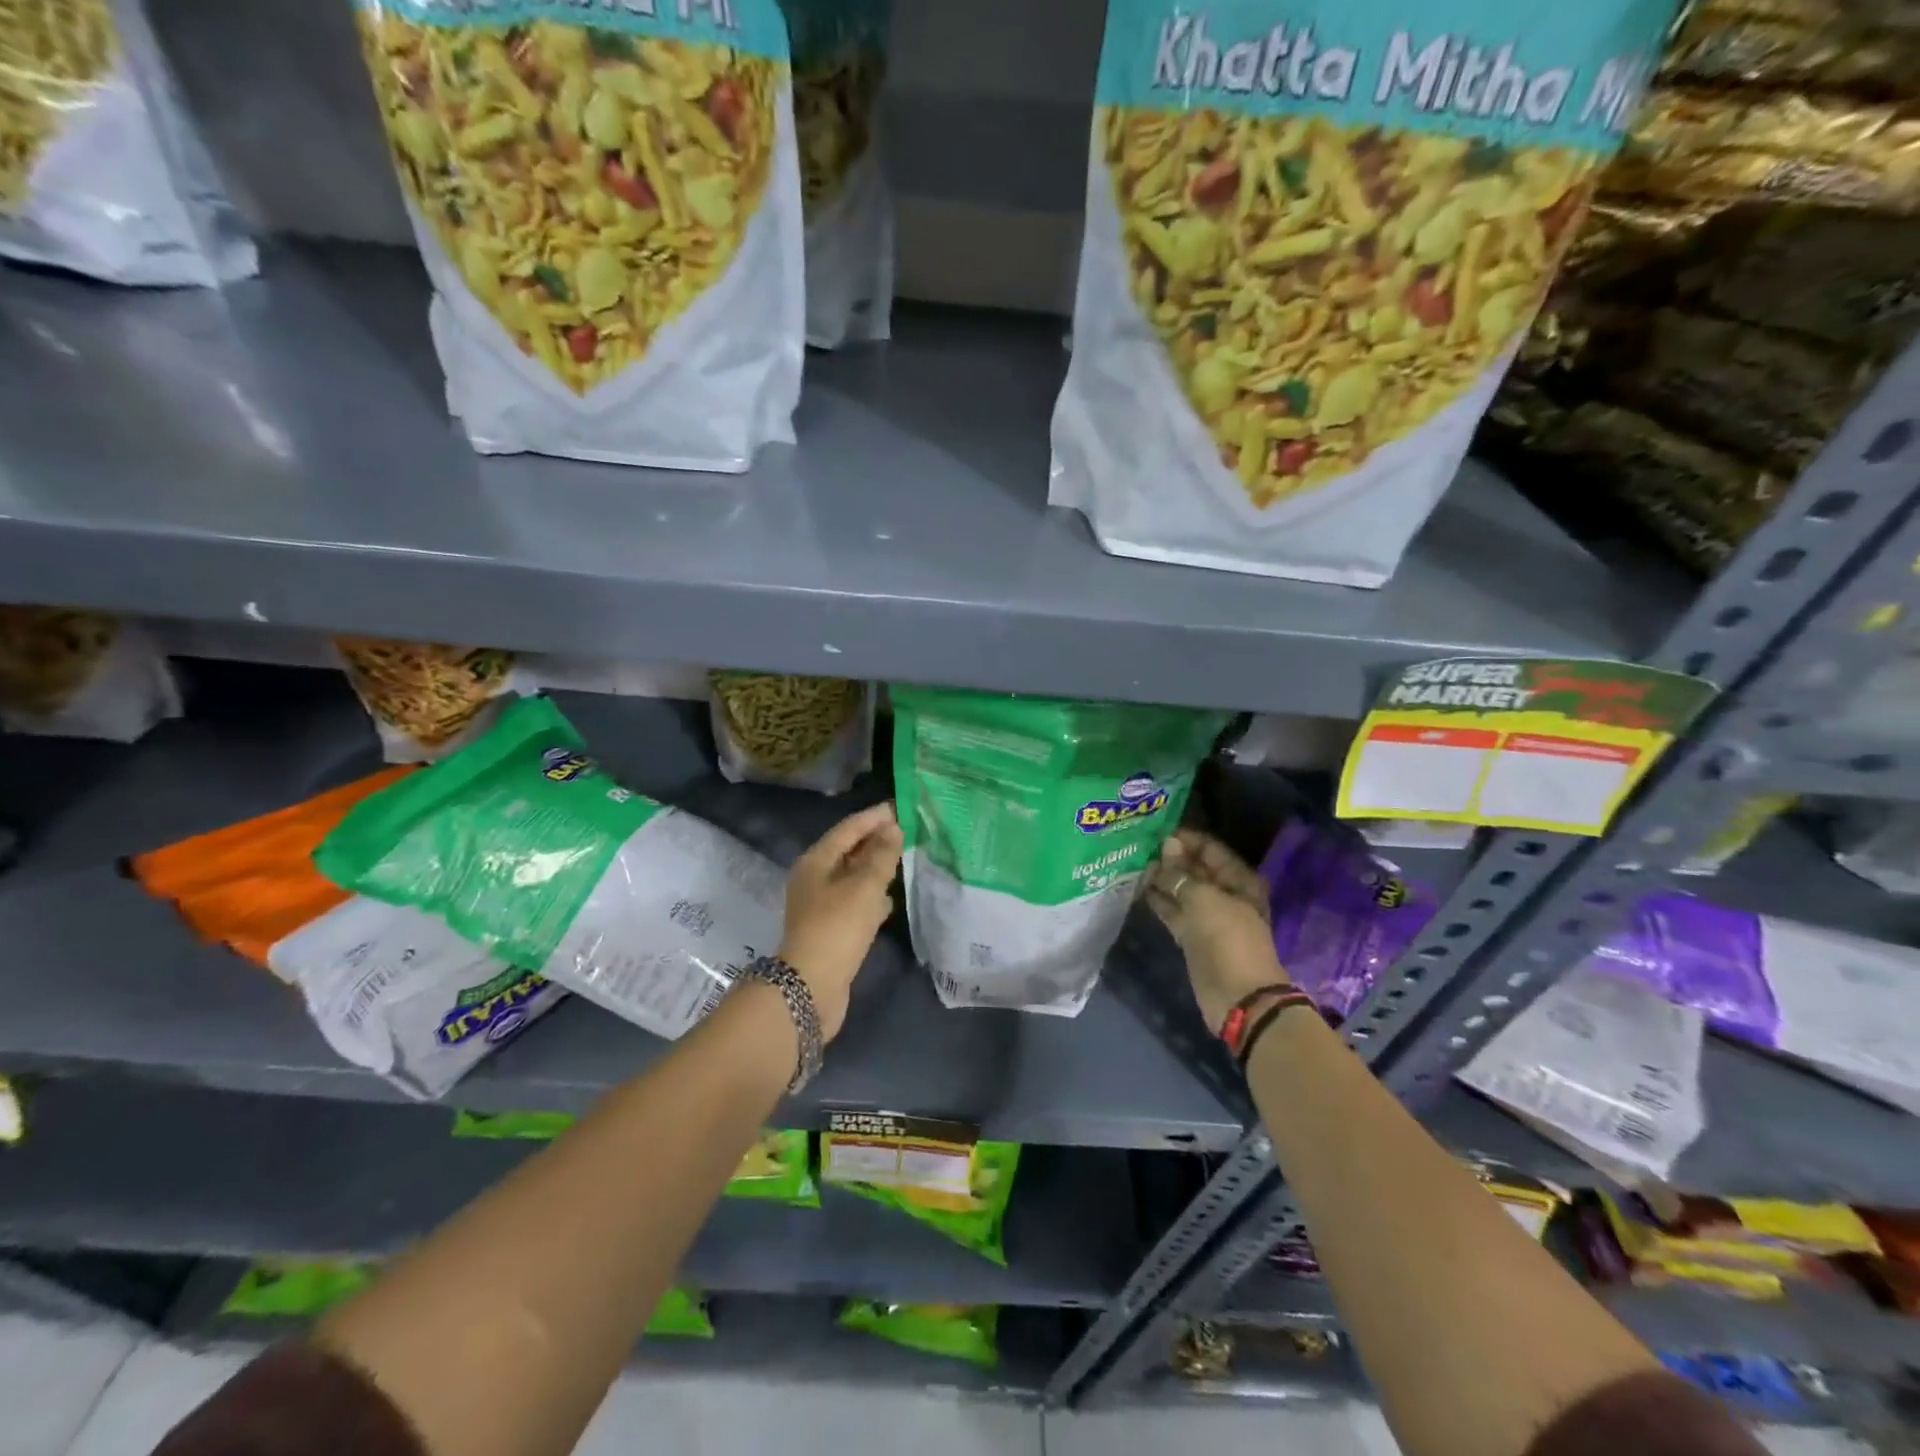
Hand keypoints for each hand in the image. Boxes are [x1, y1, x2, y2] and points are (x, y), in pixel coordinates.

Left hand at [779, 802, 902, 1039]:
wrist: (812, 987)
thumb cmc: (837, 927)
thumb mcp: (864, 887)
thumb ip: (882, 856)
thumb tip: (893, 828)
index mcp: (816, 862)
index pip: (847, 829)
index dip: (874, 817)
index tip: (900, 807)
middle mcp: (814, 879)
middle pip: (848, 851)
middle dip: (876, 840)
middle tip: (908, 831)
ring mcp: (821, 905)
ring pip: (853, 877)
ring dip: (876, 868)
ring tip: (904, 859)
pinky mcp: (831, 929)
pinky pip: (855, 902)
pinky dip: (873, 896)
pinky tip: (892, 899)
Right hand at [1146, 829, 1288, 1032]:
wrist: (1237, 997)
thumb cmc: (1227, 939)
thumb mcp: (1203, 899)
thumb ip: (1181, 873)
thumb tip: (1167, 846)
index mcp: (1239, 880)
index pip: (1210, 849)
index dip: (1186, 839)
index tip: (1156, 831)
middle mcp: (1225, 894)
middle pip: (1195, 869)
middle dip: (1170, 858)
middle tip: (1139, 847)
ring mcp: (1208, 916)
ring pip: (1182, 890)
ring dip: (1161, 879)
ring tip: (1134, 864)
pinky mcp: (1192, 936)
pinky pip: (1174, 911)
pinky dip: (1159, 901)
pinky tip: (1138, 888)